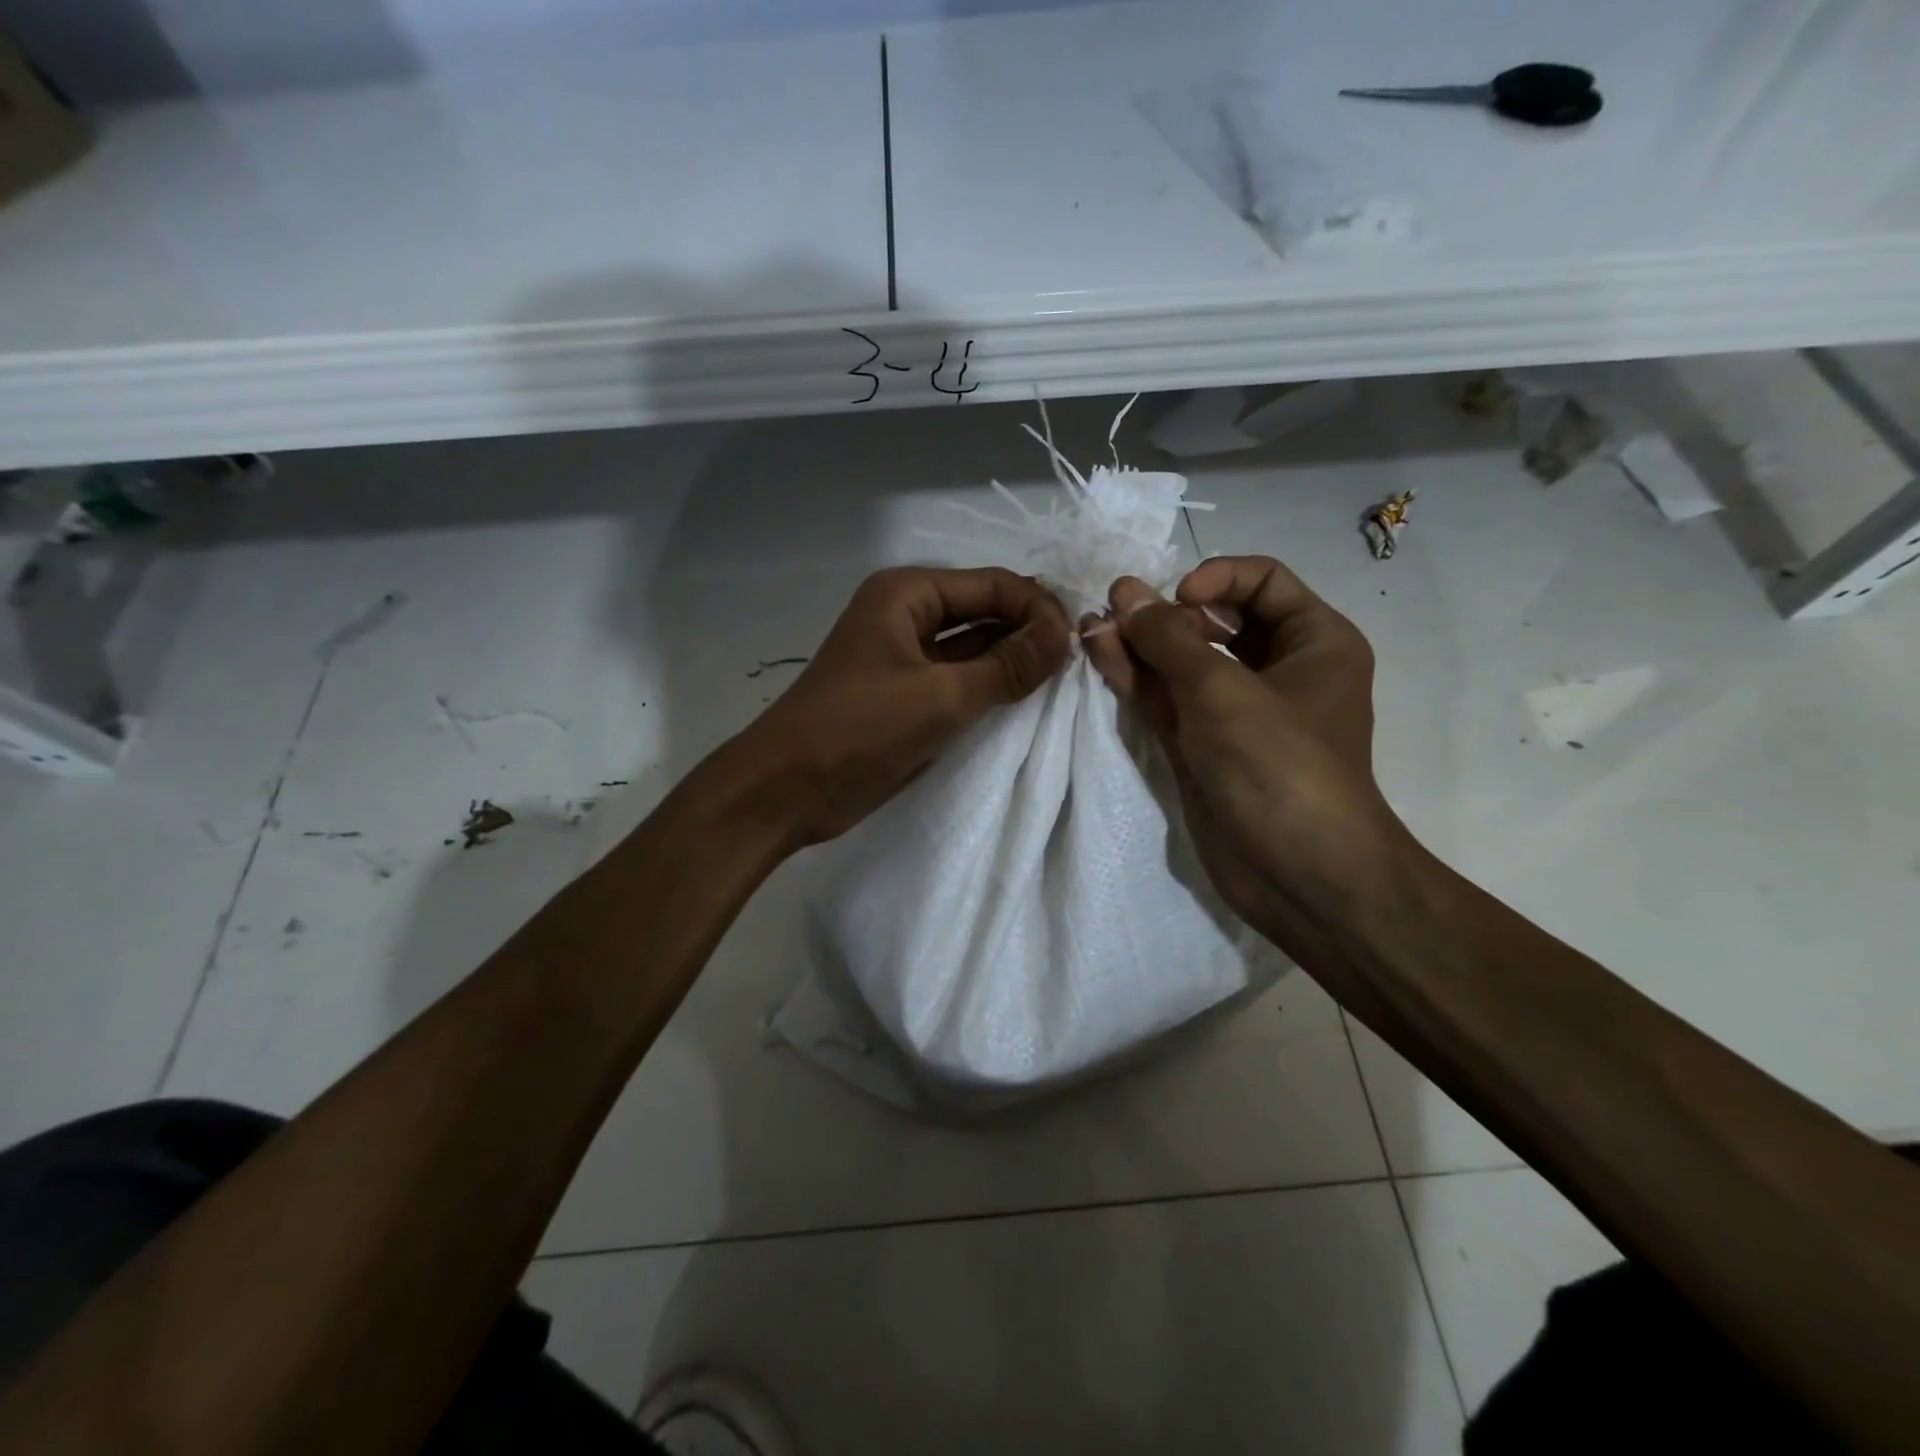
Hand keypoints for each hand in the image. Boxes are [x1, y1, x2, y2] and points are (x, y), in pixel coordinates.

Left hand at [738, 566, 1071, 845]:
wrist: (787, 789)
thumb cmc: (859, 730)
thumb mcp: (941, 696)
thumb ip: (1007, 665)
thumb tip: (1065, 633)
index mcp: (906, 594)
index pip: (992, 585)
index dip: (1038, 609)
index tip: (1077, 643)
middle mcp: (906, 615)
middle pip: (983, 611)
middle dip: (1028, 632)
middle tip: (1076, 663)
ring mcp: (904, 657)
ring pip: (972, 647)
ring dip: (1012, 661)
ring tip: (1060, 682)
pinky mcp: (905, 695)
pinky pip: (958, 680)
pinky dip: (989, 687)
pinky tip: (1024, 702)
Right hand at [1083, 556, 1408, 951]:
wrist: (1299, 874)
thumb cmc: (1278, 765)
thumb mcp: (1221, 690)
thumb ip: (1167, 639)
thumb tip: (1124, 594)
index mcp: (1314, 641)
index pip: (1263, 580)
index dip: (1216, 578)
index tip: (1176, 600)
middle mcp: (1278, 670)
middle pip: (1216, 620)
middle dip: (1165, 613)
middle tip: (1115, 610)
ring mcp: (1236, 712)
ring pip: (1183, 663)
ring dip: (1140, 644)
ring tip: (1092, 624)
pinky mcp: (1203, 746)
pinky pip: (1168, 699)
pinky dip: (1136, 678)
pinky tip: (1099, 652)